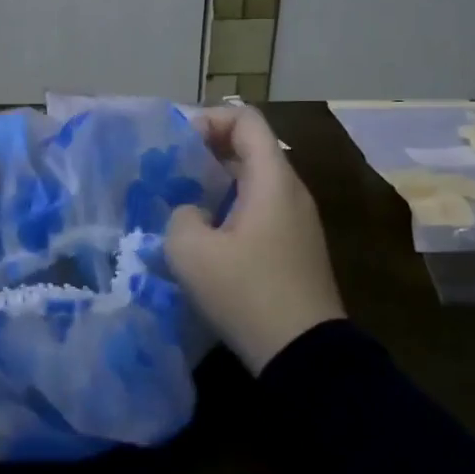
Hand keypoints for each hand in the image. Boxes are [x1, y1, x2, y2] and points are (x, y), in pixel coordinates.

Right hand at [165, 106, 344, 371]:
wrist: (304, 355)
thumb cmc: (246, 292)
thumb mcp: (190, 251)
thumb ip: (181, 215)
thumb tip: (192, 213)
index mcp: (272, 179)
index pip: (245, 119)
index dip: (208, 119)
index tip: (178, 145)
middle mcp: (291, 191)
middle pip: (250, 147)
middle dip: (207, 151)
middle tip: (170, 172)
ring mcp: (298, 220)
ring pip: (254, 180)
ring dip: (217, 182)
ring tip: (182, 203)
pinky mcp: (296, 247)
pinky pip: (261, 208)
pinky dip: (232, 207)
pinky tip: (207, 236)